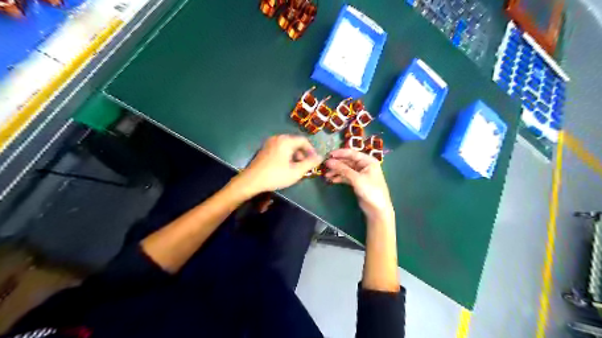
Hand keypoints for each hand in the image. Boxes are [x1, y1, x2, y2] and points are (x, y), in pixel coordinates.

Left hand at [236, 133, 324, 194]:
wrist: (251, 180)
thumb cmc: (275, 175)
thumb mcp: (296, 171)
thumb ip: (310, 163)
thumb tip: (320, 157)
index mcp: (286, 141)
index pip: (304, 140)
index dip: (311, 150)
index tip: (314, 161)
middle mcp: (277, 138)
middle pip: (295, 142)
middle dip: (302, 154)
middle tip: (305, 166)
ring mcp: (269, 143)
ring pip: (287, 146)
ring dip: (295, 155)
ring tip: (296, 168)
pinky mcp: (264, 149)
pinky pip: (280, 149)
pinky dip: (286, 155)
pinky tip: (285, 167)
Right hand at [325, 149, 395, 223]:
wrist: (377, 209)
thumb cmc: (371, 190)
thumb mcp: (356, 179)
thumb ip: (342, 169)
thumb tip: (329, 162)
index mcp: (368, 161)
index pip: (352, 153)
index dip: (340, 153)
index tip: (328, 155)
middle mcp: (364, 165)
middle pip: (348, 161)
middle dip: (337, 164)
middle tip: (325, 166)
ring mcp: (361, 174)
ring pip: (346, 169)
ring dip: (336, 171)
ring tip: (326, 175)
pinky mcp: (357, 182)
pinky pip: (347, 177)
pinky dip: (340, 178)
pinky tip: (332, 180)